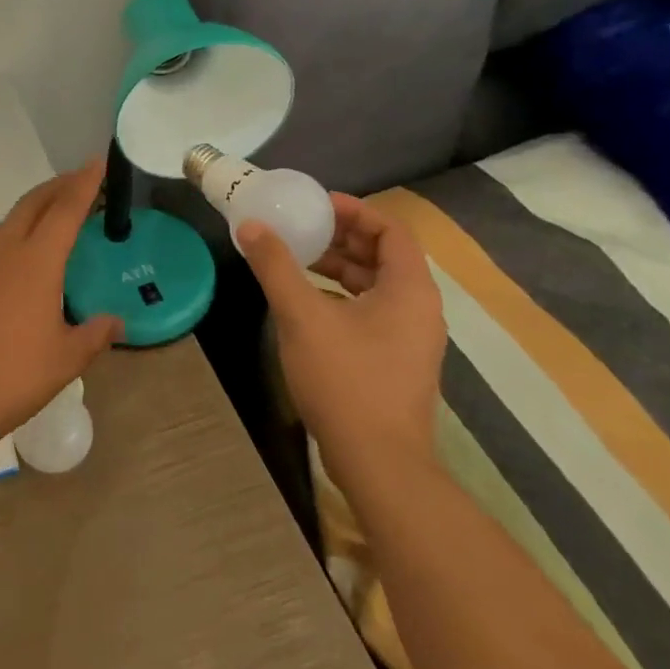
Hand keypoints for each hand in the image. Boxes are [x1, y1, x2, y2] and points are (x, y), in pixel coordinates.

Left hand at [0, 159, 123, 446]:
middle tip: (82, 179)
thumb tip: (115, 322)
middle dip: (59, 185)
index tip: (98, 162)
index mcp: (36, 261)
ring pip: (13, 217)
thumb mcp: (66, 358)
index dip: (84, 183)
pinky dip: (20, 226)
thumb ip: (94, 334)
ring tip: (58, 208)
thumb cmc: (14, 375)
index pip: (65, 209)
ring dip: (37, 204)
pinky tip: (27, 248)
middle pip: (34, 203)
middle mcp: (6, 251)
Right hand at [237, 193, 445, 493]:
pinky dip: (340, 295)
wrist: (379, 464)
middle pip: (383, 254)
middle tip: (298, 228)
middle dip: (340, 237)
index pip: (391, 229)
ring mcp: (410, 337)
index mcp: (409, 289)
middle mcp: (418, 308)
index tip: (315, 204)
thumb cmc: (346, 380)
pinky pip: (371, 310)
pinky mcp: (395, 360)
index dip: (354, 210)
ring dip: (337, 266)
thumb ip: (275, 266)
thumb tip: (251, 225)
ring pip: (375, 284)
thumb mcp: (302, 316)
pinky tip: (305, 301)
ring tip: (295, 259)